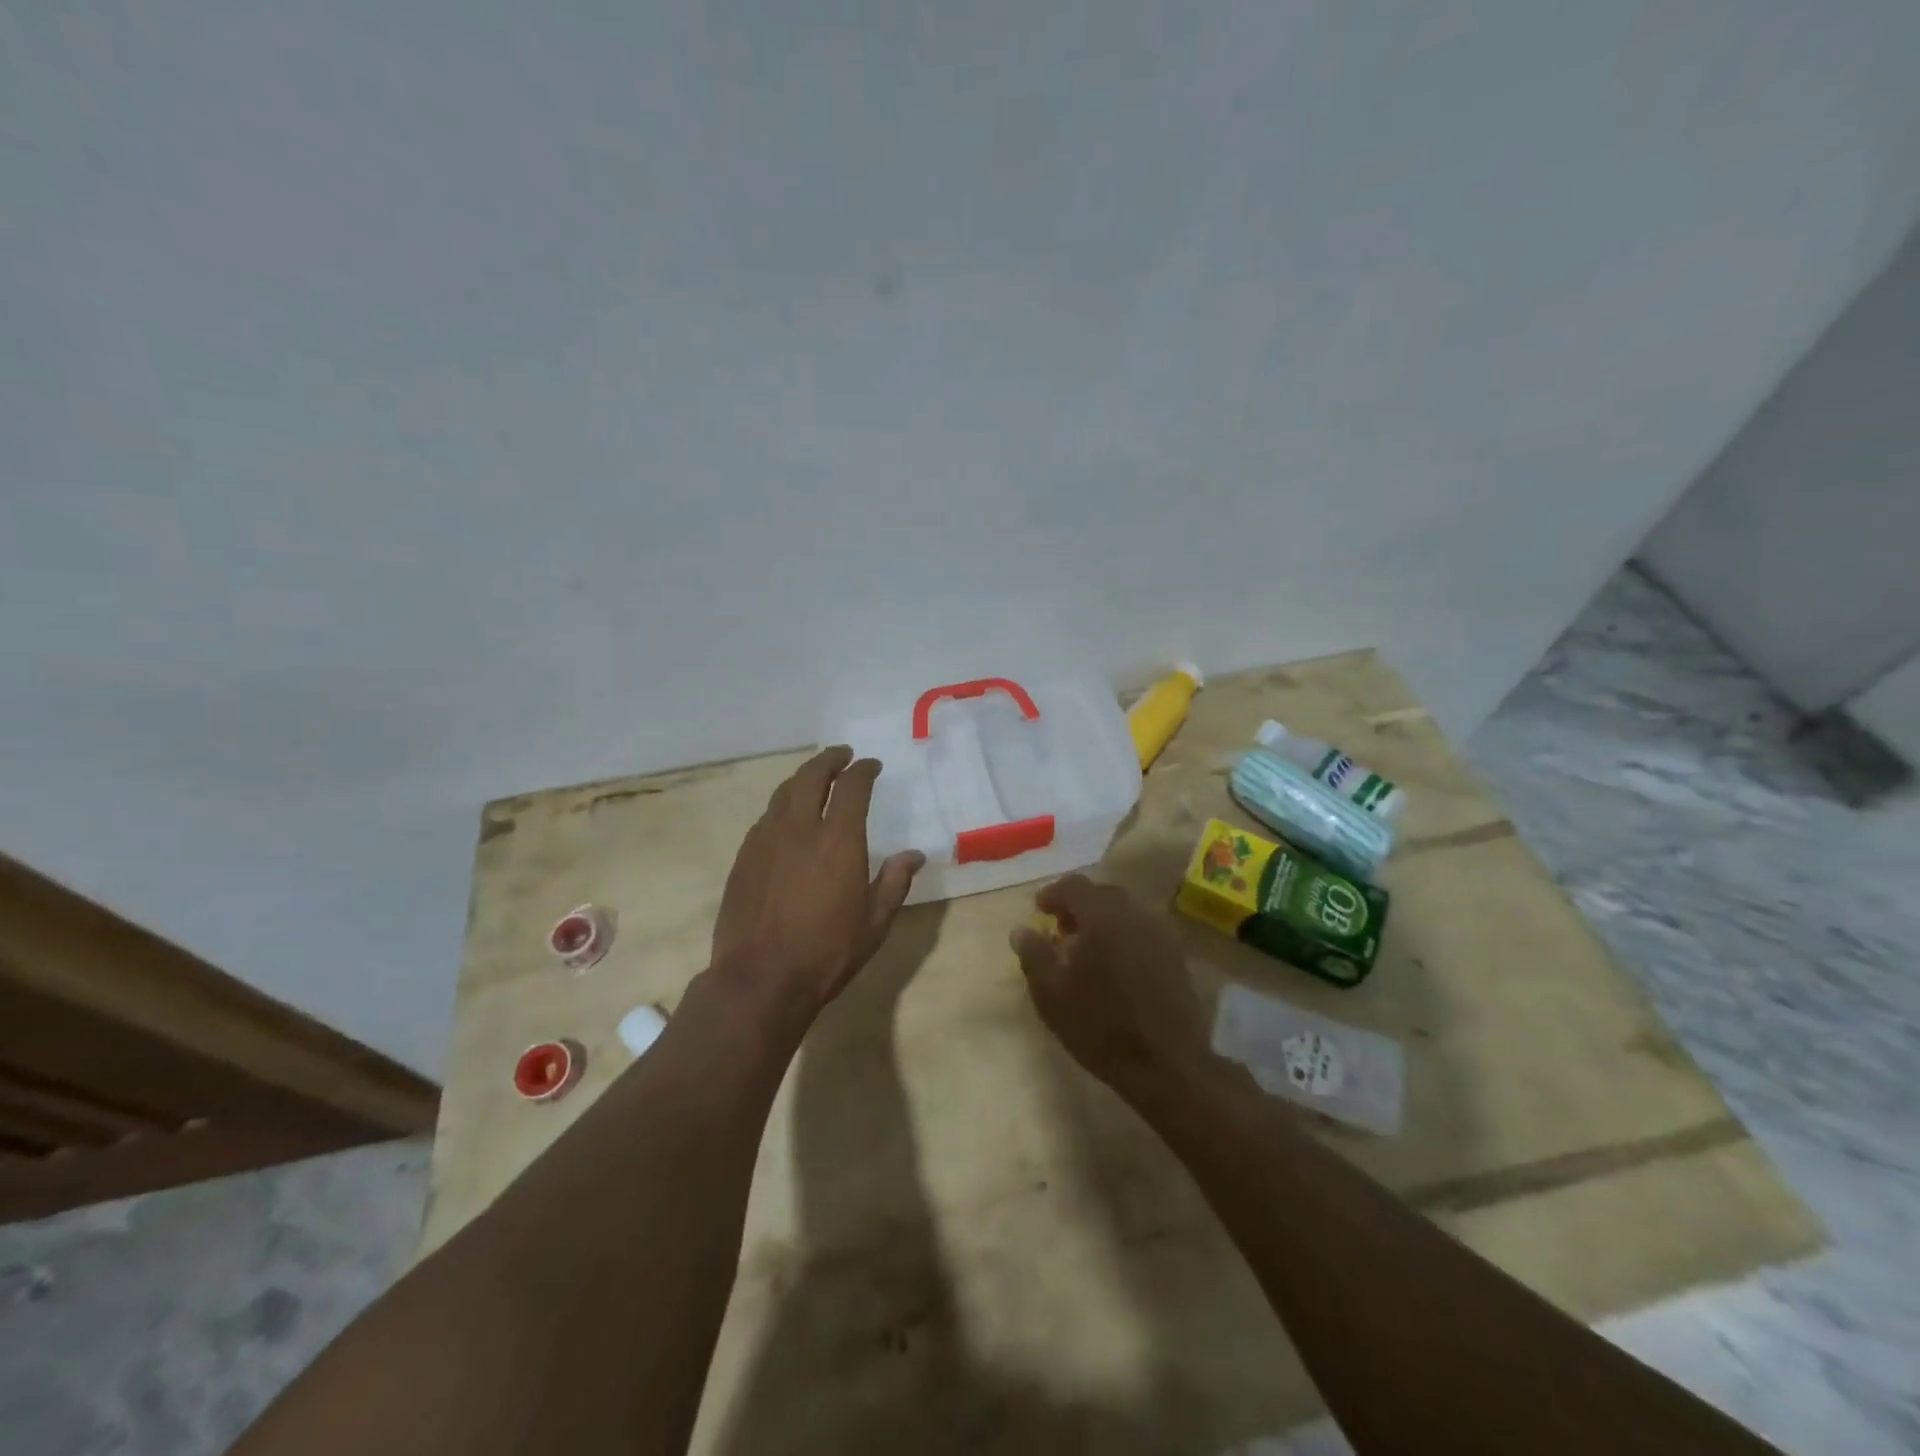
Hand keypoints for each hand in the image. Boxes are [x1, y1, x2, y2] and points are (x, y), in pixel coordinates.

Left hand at [711, 746, 922, 1018]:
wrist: (760, 979)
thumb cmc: (827, 952)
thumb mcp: (875, 922)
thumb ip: (895, 882)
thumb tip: (915, 855)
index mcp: (838, 839)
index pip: (852, 786)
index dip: (863, 770)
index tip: (871, 766)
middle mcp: (799, 828)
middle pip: (811, 776)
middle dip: (829, 760)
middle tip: (841, 756)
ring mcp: (765, 840)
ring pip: (783, 793)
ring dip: (802, 779)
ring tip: (814, 779)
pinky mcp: (744, 857)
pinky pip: (765, 818)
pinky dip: (782, 807)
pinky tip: (787, 819)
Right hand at [1010, 874, 1212, 1103]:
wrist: (1166, 1063)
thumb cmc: (1100, 1025)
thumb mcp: (1051, 994)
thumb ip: (1033, 954)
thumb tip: (1021, 929)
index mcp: (1102, 915)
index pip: (1074, 886)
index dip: (1052, 893)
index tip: (1038, 910)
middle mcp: (1134, 914)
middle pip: (1102, 894)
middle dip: (1079, 905)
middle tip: (1060, 927)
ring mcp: (1160, 933)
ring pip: (1126, 911)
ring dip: (1103, 919)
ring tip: (1087, 947)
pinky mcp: (1177, 955)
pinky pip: (1143, 931)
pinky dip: (1124, 935)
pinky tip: (1115, 963)